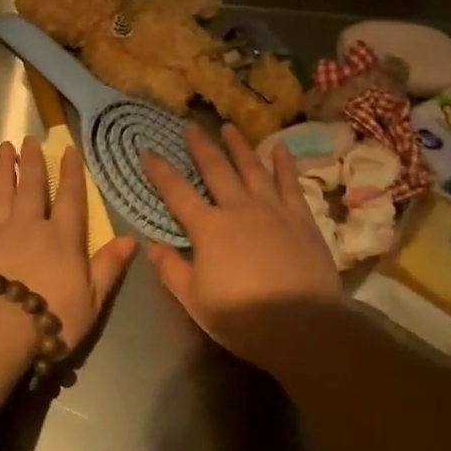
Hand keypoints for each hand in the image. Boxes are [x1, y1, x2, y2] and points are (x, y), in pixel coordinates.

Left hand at [0, 138, 137, 344]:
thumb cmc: (50, 318)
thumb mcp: (92, 299)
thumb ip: (109, 266)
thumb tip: (132, 239)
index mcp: (62, 238)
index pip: (70, 199)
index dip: (71, 174)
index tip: (68, 150)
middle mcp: (29, 227)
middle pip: (32, 189)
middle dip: (33, 163)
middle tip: (29, 140)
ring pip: (1, 195)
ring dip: (3, 171)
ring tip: (4, 149)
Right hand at [141, 124, 342, 363]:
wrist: (304, 325)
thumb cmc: (243, 317)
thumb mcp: (194, 300)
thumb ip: (171, 270)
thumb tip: (151, 246)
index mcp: (208, 228)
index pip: (176, 192)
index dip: (160, 170)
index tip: (147, 150)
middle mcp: (238, 208)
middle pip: (215, 169)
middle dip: (200, 146)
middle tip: (190, 125)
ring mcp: (272, 210)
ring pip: (252, 168)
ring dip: (239, 146)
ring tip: (229, 127)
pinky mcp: (301, 218)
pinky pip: (289, 183)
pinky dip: (283, 164)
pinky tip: (280, 148)